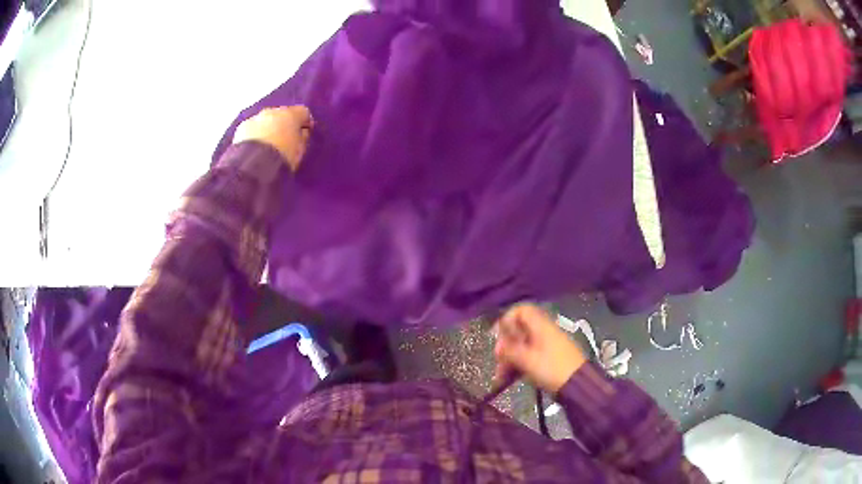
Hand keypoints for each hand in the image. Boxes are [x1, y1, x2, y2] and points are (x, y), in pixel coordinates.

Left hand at [233, 106, 312, 170]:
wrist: (254, 166)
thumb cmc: (283, 158)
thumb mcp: (300, 150)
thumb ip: (302, 137)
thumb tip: (301, 132)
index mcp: (292, 114)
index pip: (303, 112)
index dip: (304, 123)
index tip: (304, 134)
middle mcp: (273, 111)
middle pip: (282, 114)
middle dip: (283, 125)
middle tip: (284, 141)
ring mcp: (256, 118)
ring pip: (265, 121)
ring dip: (268, 129)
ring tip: (267, 146)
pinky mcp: (242, 128)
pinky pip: (252, 129)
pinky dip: (254, 135)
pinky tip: (254, 148)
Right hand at [493, 304, 586, 393]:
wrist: (577, 385)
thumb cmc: (551, 369)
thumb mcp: (527, 360)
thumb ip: (510, 351)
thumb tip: (499, 345)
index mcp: (541, 326)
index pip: (522, 311)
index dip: (507, 319)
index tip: (498, 335)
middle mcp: (544, 332)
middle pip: (520, 330)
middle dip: (507, 345)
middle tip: (499, 360)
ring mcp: (548, 345)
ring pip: (523, 346)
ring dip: (511, 359)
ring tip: (501, 376)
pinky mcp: (550, 358)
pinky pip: (530, 356)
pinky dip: (520, 365)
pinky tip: (510, 378)